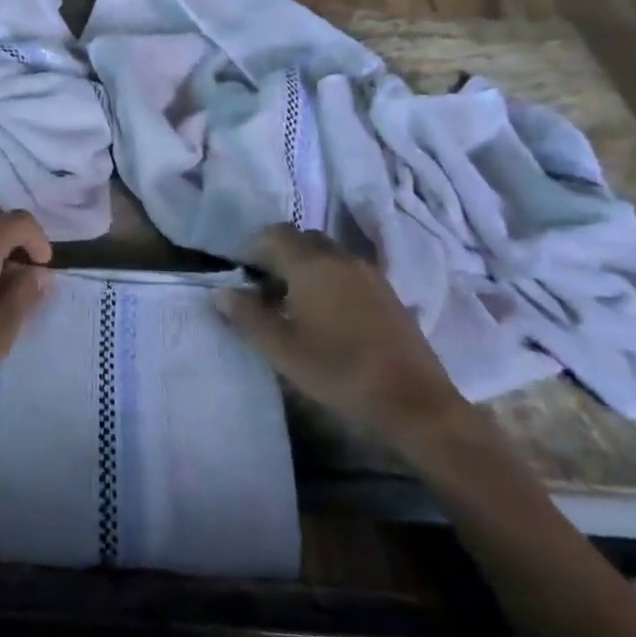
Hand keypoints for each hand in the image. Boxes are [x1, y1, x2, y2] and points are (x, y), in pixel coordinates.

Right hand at [216, 225, 467, 441]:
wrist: (413, 401)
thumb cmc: (338, 371)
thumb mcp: (282, 349)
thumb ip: (248, 317)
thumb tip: (221, 292)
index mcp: (312, 265)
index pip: (274, 235)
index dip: (251, 248)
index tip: (238, 273)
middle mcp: (341, 258)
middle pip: (302, 240)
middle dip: (278, 255)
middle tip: (262, 287)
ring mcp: (369, 274)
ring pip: (327, 255)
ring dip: (305, 268)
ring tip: (291, 304)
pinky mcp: (388, 294)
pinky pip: (348, 272)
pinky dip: (329, 281)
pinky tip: (326, 316)